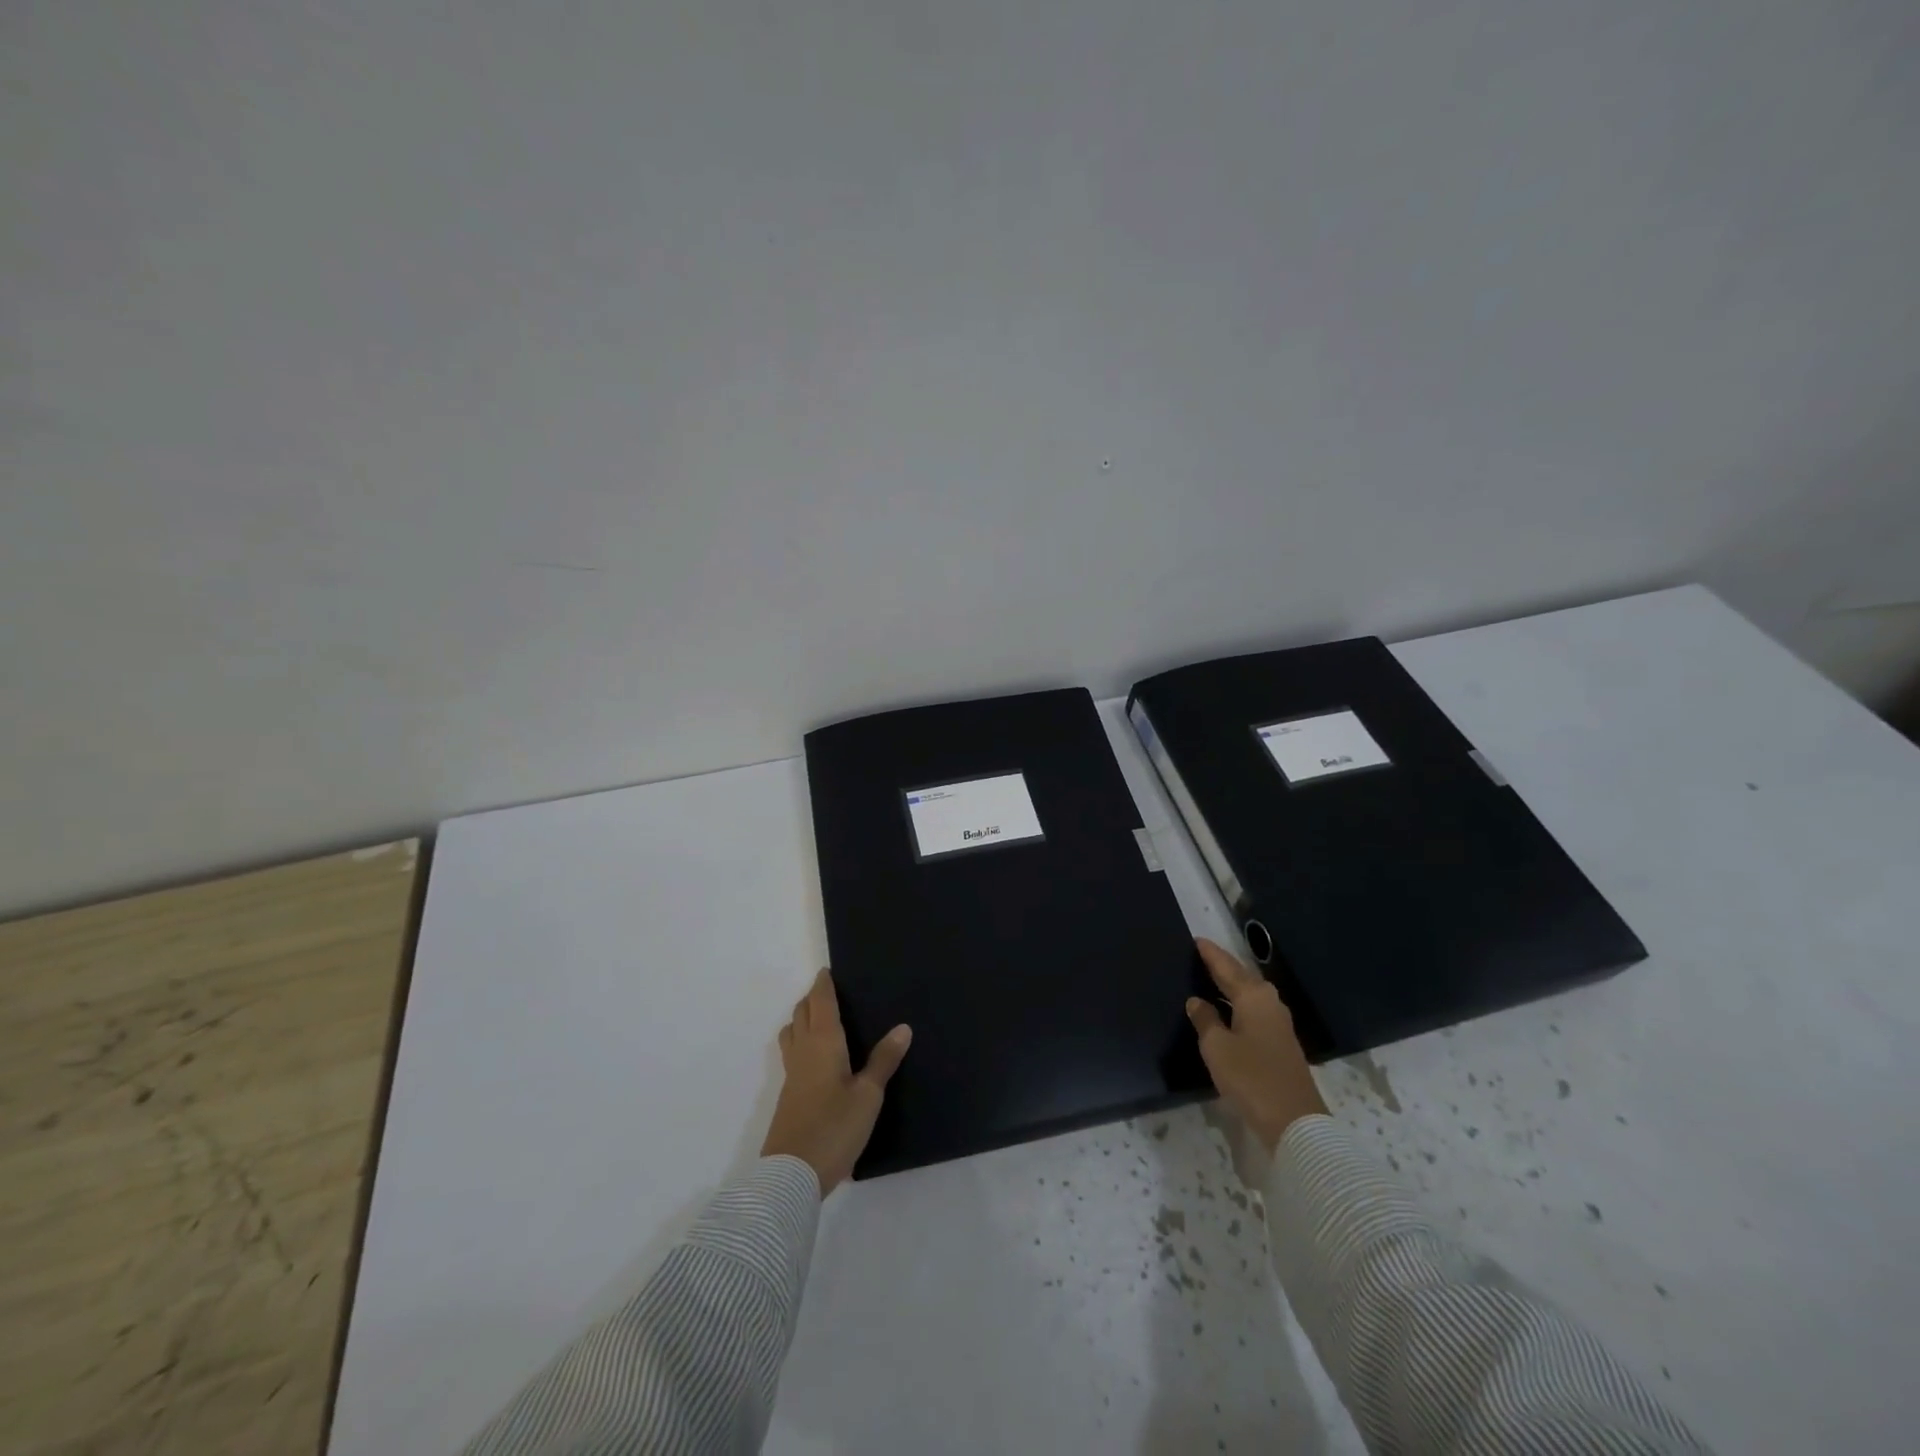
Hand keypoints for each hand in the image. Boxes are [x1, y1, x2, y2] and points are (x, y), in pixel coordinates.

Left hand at [761, 969, 911, 1195]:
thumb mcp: (868, 1095)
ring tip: (820, 1020)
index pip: (820, 1002)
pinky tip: (816, 1058)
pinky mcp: (788, 1096)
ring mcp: (792, 1074)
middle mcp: (803, 1051)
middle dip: (812, 999)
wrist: (791, 1175)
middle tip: (829, 992)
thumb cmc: (834, 1128)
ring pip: (791, 1033)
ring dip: (801, 1019)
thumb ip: (883, 1060)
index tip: (827, 971)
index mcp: (823, 1043)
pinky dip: (801, 1042)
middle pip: (801, 1014)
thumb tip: (902, 1027)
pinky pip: (792, 1053)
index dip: (823, 985)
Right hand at [1186, 937, 1326, 1151]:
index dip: (1211, 954)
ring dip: (1232, 985)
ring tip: (1210, 978)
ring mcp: (1278, 1023)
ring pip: (1250, 994)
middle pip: (1242, 977)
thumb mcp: (1217, 1047)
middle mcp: (1269, 1003)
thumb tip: (1197, 1001)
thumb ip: (1205, 1020)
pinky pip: (1254, 1010)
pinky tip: (1227, 1010)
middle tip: (1202, 956)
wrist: (1294, 1121)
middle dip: (1223, 966)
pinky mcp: (1281, 1043)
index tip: (1197, 940)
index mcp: (1253, 997)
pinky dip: (1238, 1003)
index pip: (1227, 967)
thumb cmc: (1250, 1077)